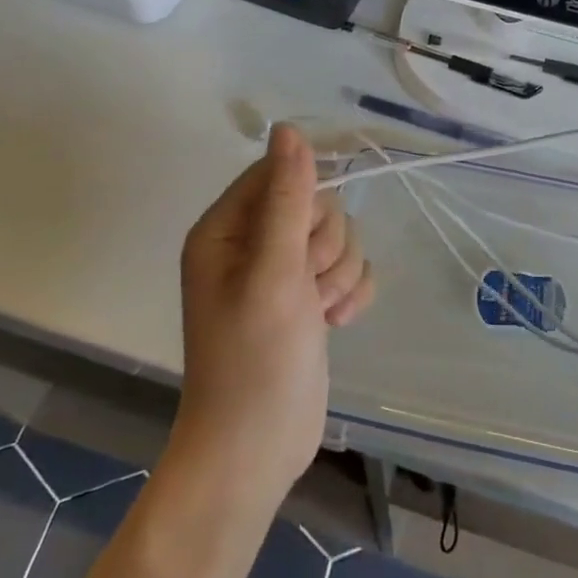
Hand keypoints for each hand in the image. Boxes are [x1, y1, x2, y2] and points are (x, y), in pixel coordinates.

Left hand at [173, 125, 374, 500]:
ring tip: (317, 312)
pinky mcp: (310, 298)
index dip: (304, 200)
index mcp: (226, 229)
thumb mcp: (272, 271)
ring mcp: (283, 273)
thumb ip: (286, 197)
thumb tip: (288, 128)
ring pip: (339, 237)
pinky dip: (350, 293)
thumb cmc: (254, 359)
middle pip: (316, 205)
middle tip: (304, 287)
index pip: (278, 173)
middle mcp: (252, 244)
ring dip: (339, 274)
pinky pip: (350, 268)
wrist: (258, 450)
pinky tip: (335, 323)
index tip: (303, 242)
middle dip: (324, 247)